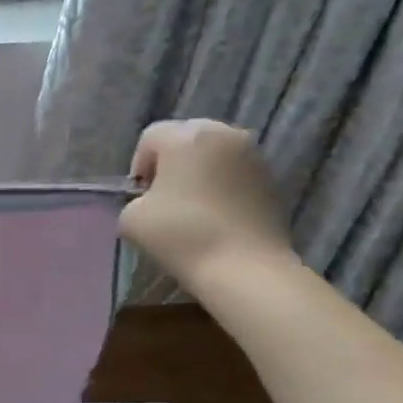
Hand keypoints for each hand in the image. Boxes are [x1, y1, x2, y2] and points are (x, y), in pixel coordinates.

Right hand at [119, 119, 293, 291]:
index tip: (140, 197)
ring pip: (214, 154)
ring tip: (192, 207)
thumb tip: (148, 202)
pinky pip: (235, 172)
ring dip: (200, 173)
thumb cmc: (181, 235)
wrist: (243, 267)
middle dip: (171, 163)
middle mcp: (223, 134)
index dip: (138, 165)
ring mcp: (253, 155)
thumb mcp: (131, 219)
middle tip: (164, 198)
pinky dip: (222, 186)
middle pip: (186, 138)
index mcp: (186, 137)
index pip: (151, 137)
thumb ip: (134, 200)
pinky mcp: (271, 178)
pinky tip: (217, 216)